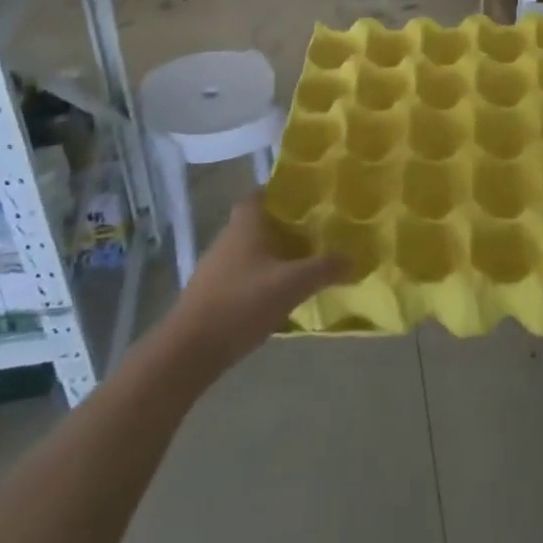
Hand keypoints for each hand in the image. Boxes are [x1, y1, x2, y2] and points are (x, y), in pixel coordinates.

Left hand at [163, 196, 341, 372]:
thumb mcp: (292, 284)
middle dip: (285, 225)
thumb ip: (324, 268)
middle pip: (260, 221)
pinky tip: (279, 294)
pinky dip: (261, 277)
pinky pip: (243, 273)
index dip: (283, 192)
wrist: (189, 351)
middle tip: (316, 232)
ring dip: (274, 253)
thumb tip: (352, 258)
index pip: (262, 192)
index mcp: (245, 223)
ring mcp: (216, 266)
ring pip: (251, 249)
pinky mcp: (211, 293)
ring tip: (304, 263)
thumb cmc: (241, 303)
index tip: (309, 199)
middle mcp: (228, 236)